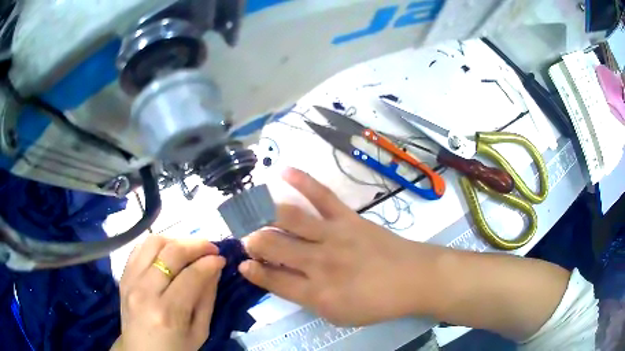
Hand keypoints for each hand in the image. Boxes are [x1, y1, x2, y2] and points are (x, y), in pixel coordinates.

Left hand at [117, 235, 224, 350]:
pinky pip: (138, 249)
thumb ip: (206, 299)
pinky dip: (156, 246)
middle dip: (196, 245)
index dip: (210, 262)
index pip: (192, 275)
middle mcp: (145, 291)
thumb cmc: (175, 349)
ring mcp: (130, 281)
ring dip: (175, 240)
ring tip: (189, 249)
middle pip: (171, 253)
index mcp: (168, 313)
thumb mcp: (199, 332)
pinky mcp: (123, 277)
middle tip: (211, 247)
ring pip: (152, 243)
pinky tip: (167, 254)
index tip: (222, 259)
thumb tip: (215, 269)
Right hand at [239, 168, 437, 325]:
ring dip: (265, 216)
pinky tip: (284, 171)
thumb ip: (308, 299)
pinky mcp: (348, 218)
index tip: (243, 264)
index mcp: (316, 293)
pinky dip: (302, 181)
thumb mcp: (338, 315)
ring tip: (252, 213)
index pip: (273, 280)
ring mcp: (333, 236)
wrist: (413, 279)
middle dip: (253, 241)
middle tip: (247, 239)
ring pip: (289, 220)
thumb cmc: (376, 303)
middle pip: (274, 246)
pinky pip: (322, 196)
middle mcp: (319, 263)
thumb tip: (282, 280)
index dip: (253, 272)